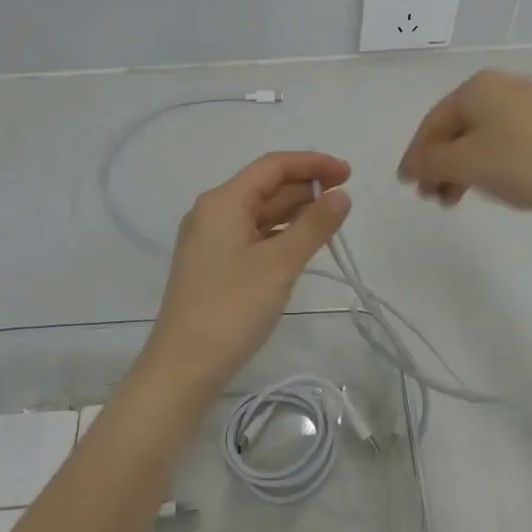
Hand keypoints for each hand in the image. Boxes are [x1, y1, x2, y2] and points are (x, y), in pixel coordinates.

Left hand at [143, 151, 351, 388]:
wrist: (184, 367)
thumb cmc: (232, 308)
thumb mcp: (280, 264)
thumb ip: (314, 225)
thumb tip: (341, 196)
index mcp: (222, 202)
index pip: (272, 166)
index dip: (312, 164)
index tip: (347, 173)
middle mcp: (212, 212)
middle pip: (265, 186)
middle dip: (305, 186)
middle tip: (345, 196)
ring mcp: (210, 239)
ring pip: (259, 212)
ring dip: (294, 210)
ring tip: (331, 218)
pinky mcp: (213, 263)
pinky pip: (252, 234)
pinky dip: (279, 232)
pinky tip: (302, 243)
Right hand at [397, 70, 531, 214]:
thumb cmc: (522, 163)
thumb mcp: (467, 164)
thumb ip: (430, 163)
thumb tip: (409, 165)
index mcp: (477, 87)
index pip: (433, 122)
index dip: (416, 155)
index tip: (407, 185)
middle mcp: (500, 86)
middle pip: (456, 128)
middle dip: (440, 164)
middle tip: (433, 197)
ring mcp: (527, 102)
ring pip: (479, 136)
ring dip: (461, 168)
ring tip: (457, 199)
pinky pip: (503, 139)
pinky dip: (487, 162)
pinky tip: (488, 185)